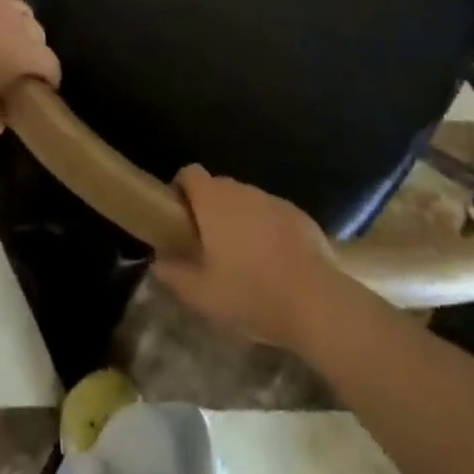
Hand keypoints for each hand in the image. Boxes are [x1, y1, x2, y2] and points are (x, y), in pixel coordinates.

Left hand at [0, 0, 57, 129]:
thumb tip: (1, 122)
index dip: (50, 79)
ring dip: (22, 24)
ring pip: (22, 10)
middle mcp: (17, 25)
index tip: (43, 90)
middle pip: (38, 35)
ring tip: (10, 37)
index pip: (50, 65)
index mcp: (25, 54)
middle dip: (35, 51)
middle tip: (19, 67)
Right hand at [152, 166, 349, 352]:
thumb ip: (175, 275)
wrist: (314, 301)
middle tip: (206, 244)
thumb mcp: (203, 295)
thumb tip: (159, 262)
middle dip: (209, 208)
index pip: (190, 173)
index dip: (181, 188)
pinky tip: (272, 262)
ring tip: (241, 257)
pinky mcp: (298, 214)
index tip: (178, 216)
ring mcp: (273, 200)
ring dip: (238, 219)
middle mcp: (242, 190)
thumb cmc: (251, 294)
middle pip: (218, 186)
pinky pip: (271, 214)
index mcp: (214, 201)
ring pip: (246, 200)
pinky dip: (265, 228)